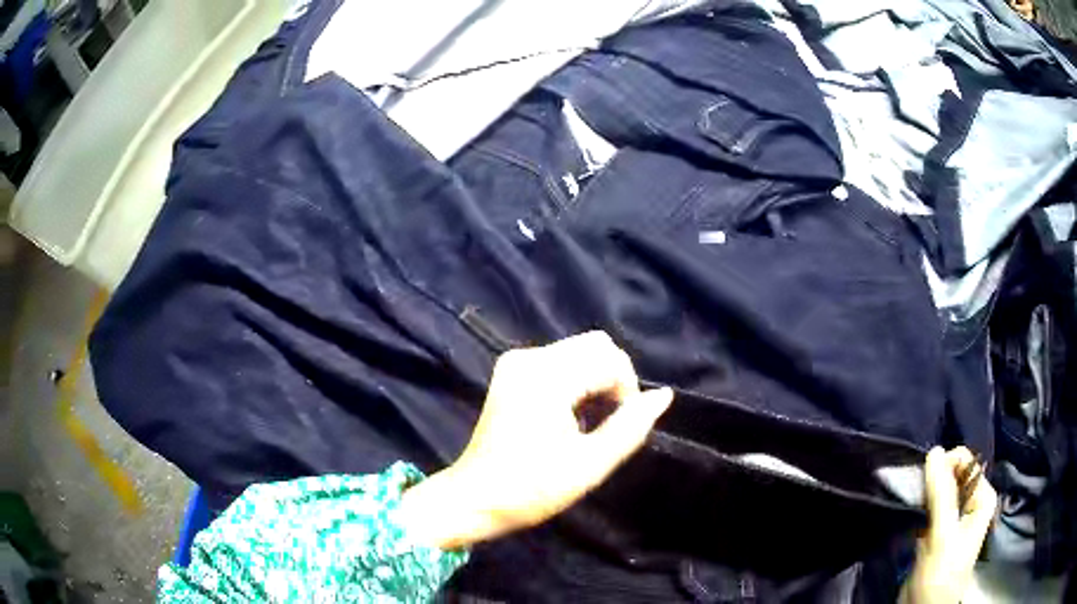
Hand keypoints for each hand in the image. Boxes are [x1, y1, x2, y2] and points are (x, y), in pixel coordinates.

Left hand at [399, 331, 673, 549]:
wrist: (474, 499)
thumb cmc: (532, 489)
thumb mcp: (591, 464)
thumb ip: (631, 426)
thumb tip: (664, 395)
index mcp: (546, 377)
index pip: (610, 359)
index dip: (627, 391)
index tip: (618, 427)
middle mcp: (528, 357)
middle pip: (595, 346)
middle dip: (613, 379)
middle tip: (606, 422)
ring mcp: (515, 362)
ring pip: (579, 351)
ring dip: (595, 381)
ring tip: (589, 422)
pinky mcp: (510, 372)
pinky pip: (559, 361)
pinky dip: (576, 381)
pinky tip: (570, 415)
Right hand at [900, 447, 997, 603]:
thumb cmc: (941, 575)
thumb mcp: (943, 537)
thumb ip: (941, 495)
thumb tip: (934, 451)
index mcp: (982, 497)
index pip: (966, 463)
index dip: (946, 466)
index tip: (926, 483)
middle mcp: (970, 503)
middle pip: (951, 475)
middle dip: (933, 481)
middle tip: (917, 499)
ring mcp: (952, 518)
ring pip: (937, 492)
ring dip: (923, 495)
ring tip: (912, 507)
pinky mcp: (935, 532)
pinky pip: (927, 508)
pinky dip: (918, 508)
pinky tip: (910, 514)